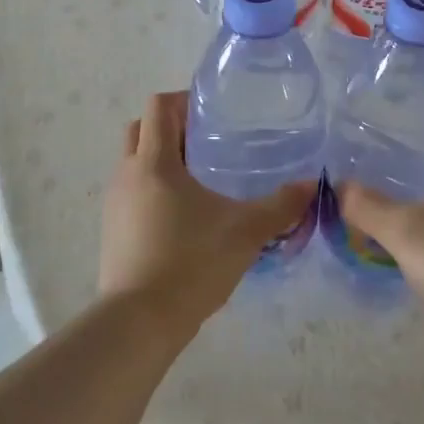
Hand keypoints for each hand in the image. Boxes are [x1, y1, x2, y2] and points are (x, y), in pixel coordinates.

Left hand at [99, 91, 315, 340]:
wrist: (139, 323)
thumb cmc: (191, 263)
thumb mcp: (246, 232)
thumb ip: (281, 206)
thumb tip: (311, 185)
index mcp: (154, 162)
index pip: (158, 107)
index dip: (182, 100)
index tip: (212, 112)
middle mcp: (127, 175)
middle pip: (140, 130)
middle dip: (170, 127)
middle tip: (207, 140)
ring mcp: (114, 204)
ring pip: (134, 163)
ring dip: (161, 160)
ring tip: (201, 177)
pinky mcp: (112, 231)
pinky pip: (132, 193)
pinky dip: (153, 190)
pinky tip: (184, 215)